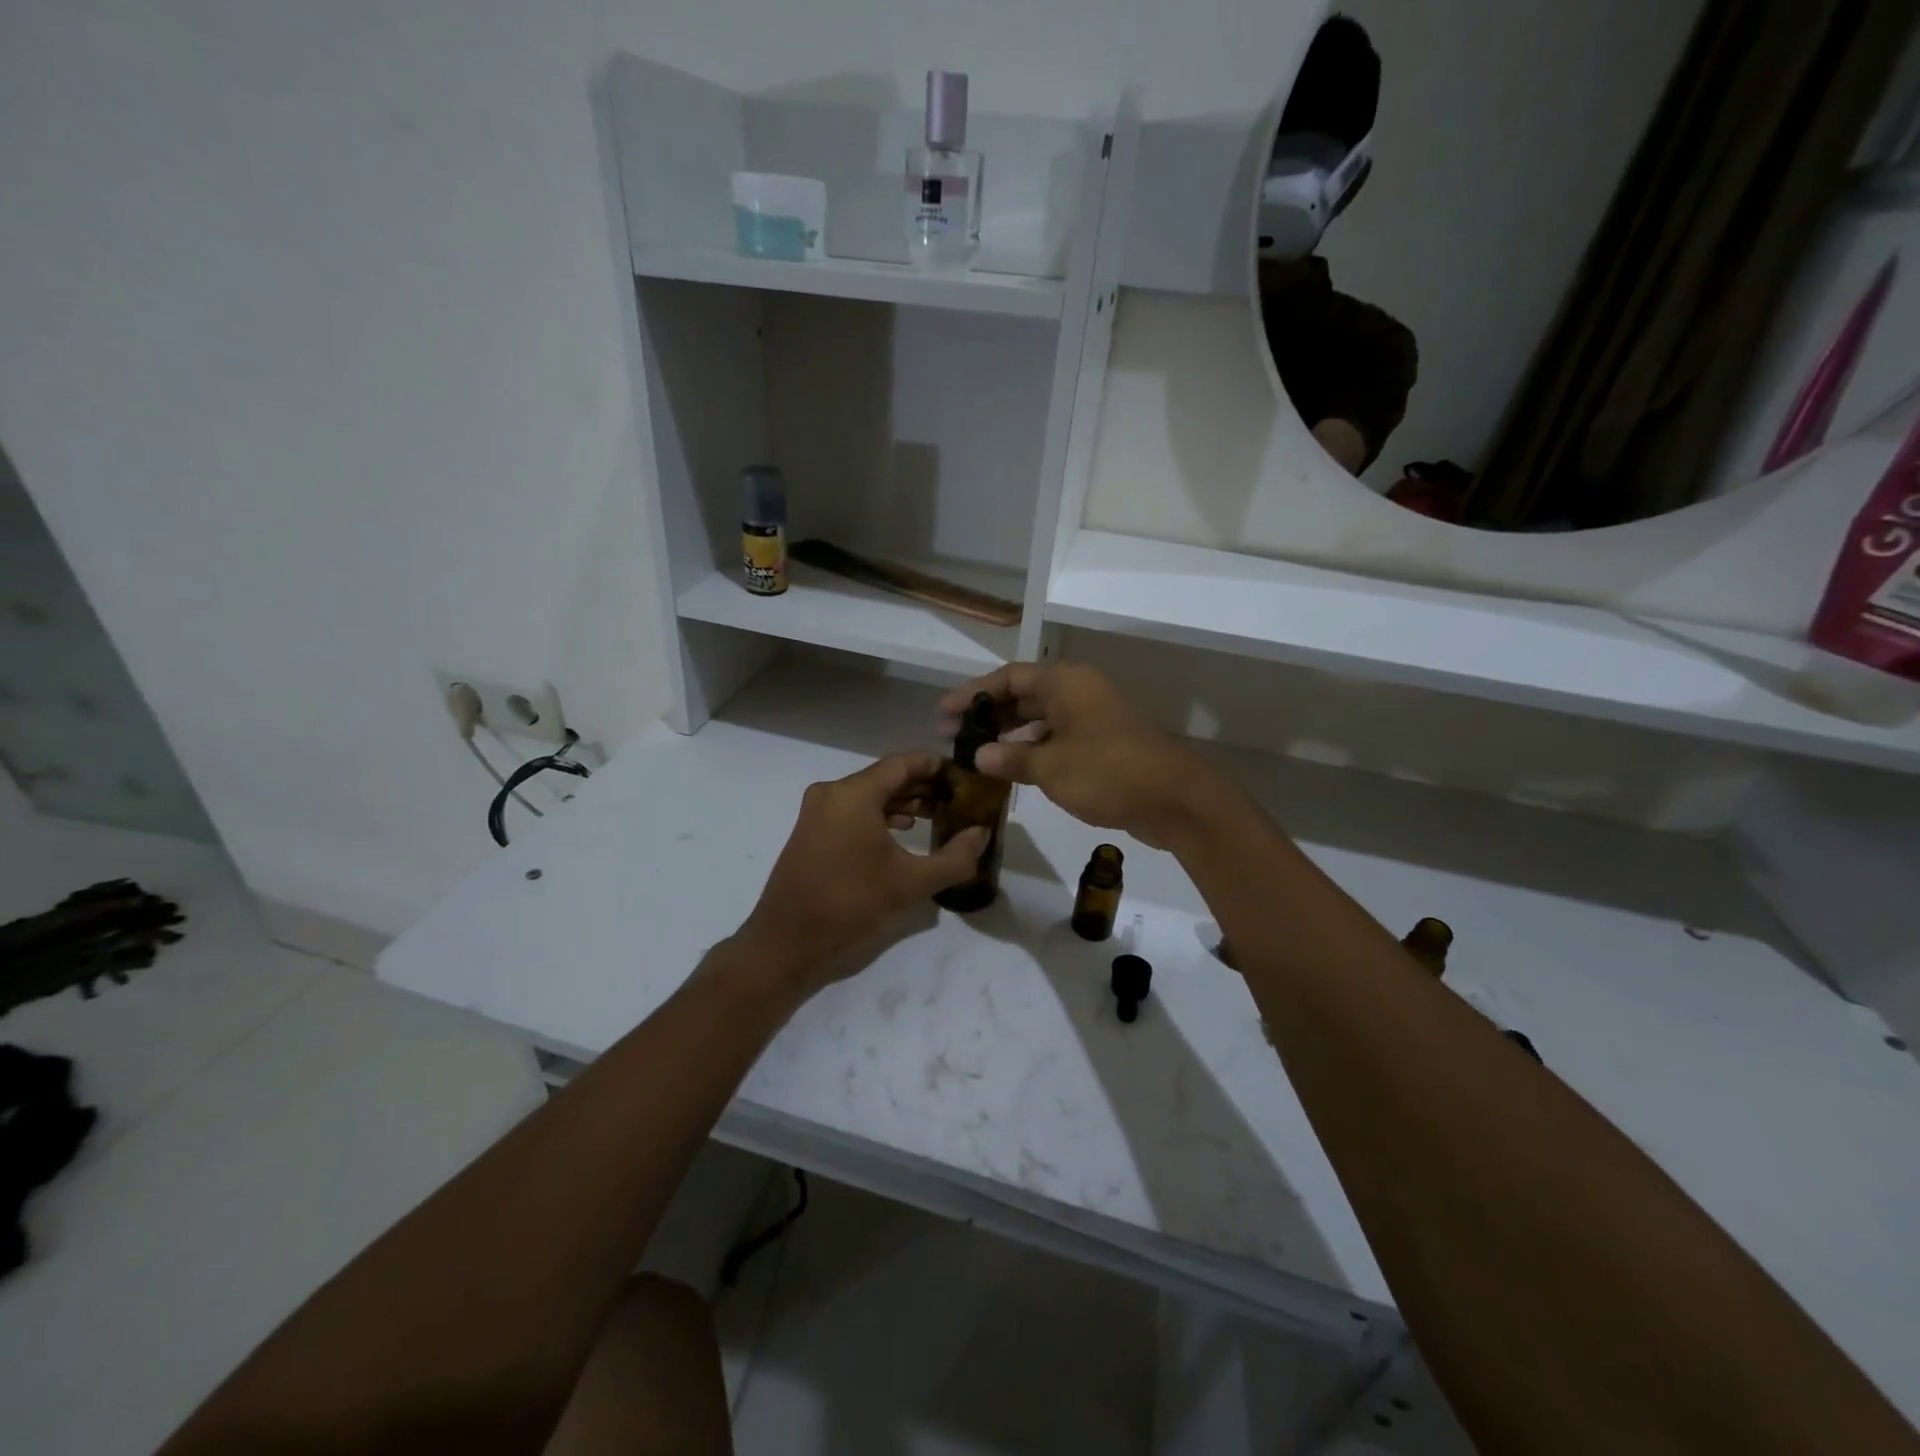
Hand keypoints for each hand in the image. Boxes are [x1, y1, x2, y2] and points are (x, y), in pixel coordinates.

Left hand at [736, 753, 989, 995]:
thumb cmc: (850, 904)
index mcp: (854, 794)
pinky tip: (902, 830)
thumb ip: (955, 858)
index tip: (962, 774)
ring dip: (901, 800)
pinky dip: (879, 814)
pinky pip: (851, 810)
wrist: (787, 942)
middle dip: (921, 785)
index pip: (902, 763)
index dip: (935, 765)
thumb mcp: (911, 883)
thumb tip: (982, 834)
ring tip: (935, 814)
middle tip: (956, 797)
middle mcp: (832, 793)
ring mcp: (817, 811)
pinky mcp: (810, 831)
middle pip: (884, 777)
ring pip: (868, 794)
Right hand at [938, 663, 1224, 849]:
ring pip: (1040, 718)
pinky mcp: (1102, 743)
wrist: (1174, 800)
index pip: (1008, 678)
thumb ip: (1010, 758)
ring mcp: (1092, 717)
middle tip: (952, 736)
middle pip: (1023, 695)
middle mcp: (1078, 691)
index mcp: (1065, 683)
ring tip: (975, 753)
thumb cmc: (1106, 772)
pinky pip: (1057, 737)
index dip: (972, 693)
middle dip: (987, 714)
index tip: (943, 713)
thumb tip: (978, 756)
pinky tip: (1011, 768)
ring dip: (1008, 733)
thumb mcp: (1050, 767)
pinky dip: (1032, 748)